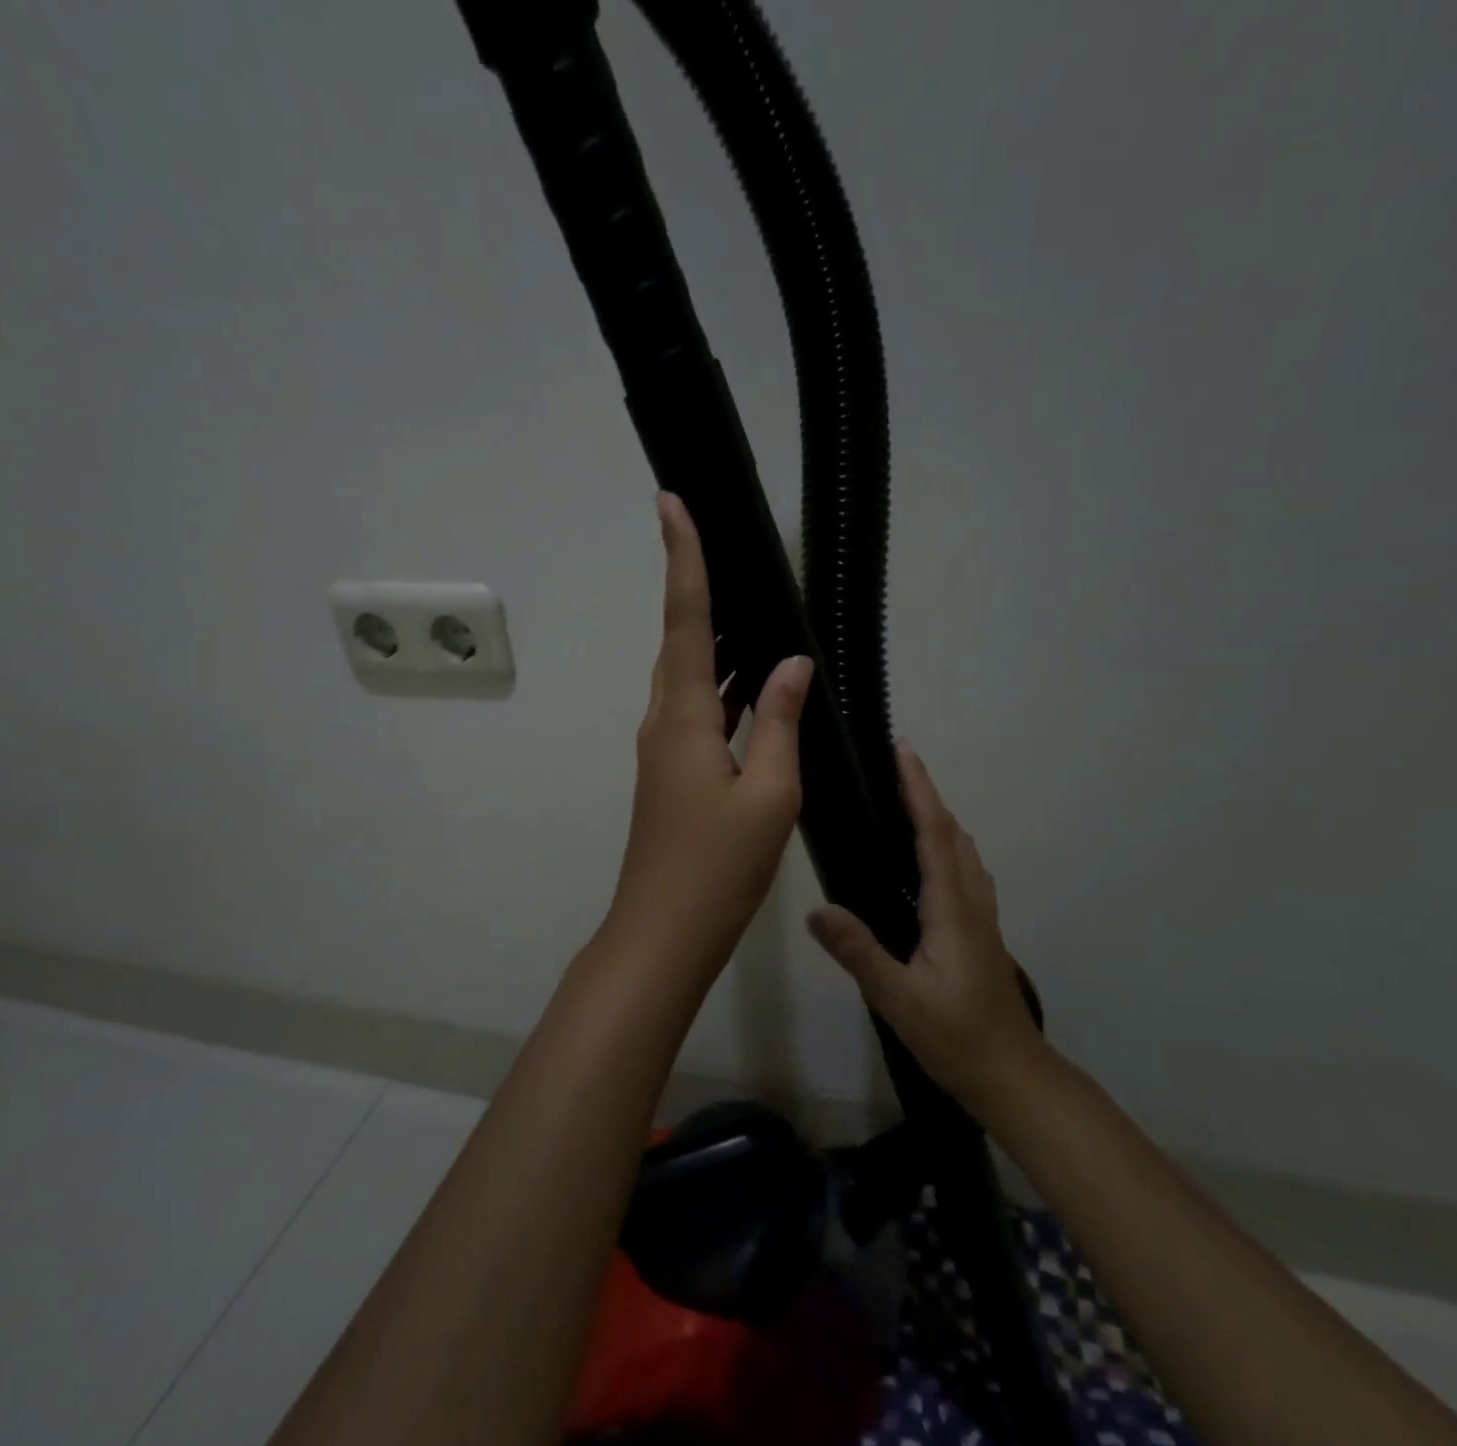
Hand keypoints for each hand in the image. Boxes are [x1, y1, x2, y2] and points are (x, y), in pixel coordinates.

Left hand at [601, 493, 813, 982]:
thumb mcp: (768, 794)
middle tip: (723, 543)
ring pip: (691, 676)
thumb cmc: (717, 867)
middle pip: (682, 640)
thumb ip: (780, 722)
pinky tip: (755, 684)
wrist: (664, 932)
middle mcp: (665, 722)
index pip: (685, 620)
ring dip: (717, 639)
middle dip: (697, 587)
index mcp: (683, 718)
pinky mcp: (674, 772)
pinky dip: (725, 687)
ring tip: (752, 604)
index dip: (683, 559)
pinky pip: (700, 710)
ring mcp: (665, 749)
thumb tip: (792, 664)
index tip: (671, 503)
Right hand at [806, 744, 1043, 1112]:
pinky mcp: (980, 930)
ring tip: (904, 804)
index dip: (919, 789)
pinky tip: (925, 861)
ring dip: (938, 817)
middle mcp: (970, 901)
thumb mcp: (899, 999)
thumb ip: (860, 953)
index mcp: (951, 908)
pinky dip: (946, 844)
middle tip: (892, 769)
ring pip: (963, 850)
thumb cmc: (955, 1037)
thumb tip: (817, 911)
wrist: (1012, 1074)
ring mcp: (981, 915)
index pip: (934, 833)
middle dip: (926, 794)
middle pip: (952, 832)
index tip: (903, 751)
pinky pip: (964, 870)